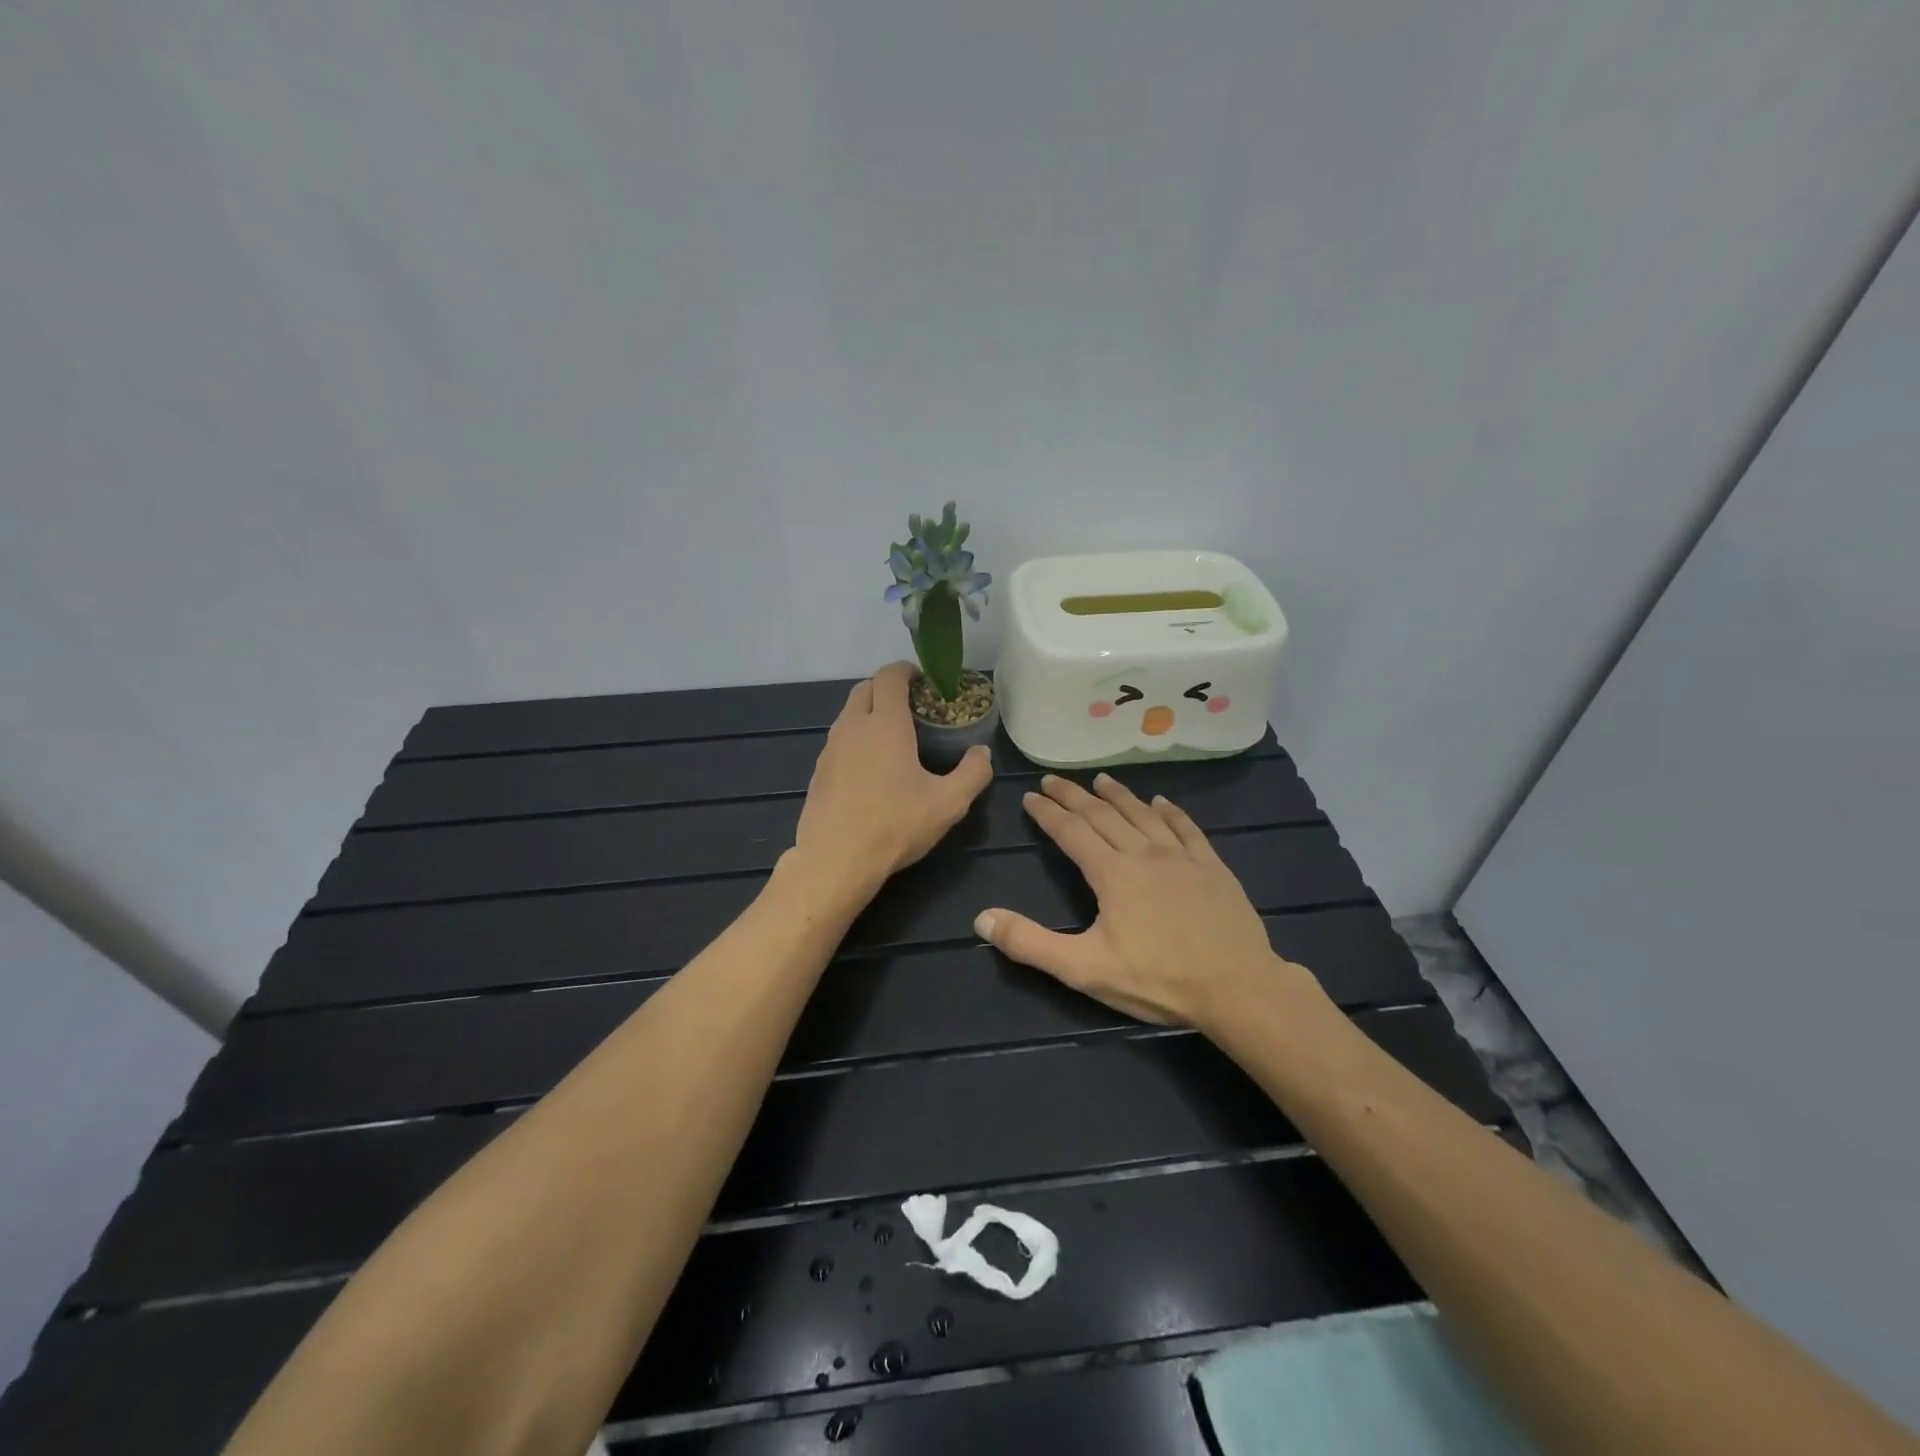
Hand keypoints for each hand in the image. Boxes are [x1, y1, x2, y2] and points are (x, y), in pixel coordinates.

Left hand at [790, 662, 994, 895]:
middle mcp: (853, 726)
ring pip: (849, 714)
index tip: (924, 680)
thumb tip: (982, 753)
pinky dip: (856, 739)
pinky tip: (872, 769)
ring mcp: (830, 749)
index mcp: (885, 724)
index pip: (890, 676)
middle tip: (913, 707)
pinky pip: (839, 740)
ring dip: (870, 713)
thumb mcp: (948, 804)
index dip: (907, 671)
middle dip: (888, 688)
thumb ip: (972, 774)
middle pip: (865, 688)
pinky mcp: (818, 771)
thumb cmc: (895, 826)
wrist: (835, 861)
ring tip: (894, 738)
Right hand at [974, 773, 1310, 1027]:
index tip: (1031, 796)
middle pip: (1103, 815)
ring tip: (1101, 780)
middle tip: (1055, 779)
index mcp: (1112, 873)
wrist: (1237, 988)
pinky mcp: (1212, 867)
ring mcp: (1182, 857)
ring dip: (1119, 796)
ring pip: (1143, 815)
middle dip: (1075, 796)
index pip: (1071, 832)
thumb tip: (981, 919)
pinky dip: (1171, 812)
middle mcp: (1144, 853)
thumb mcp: (1084, 969)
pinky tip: (1162, 803)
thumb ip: (1030, 943)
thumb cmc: (1157, 980)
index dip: (1048, 813)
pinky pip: (1186, 829)